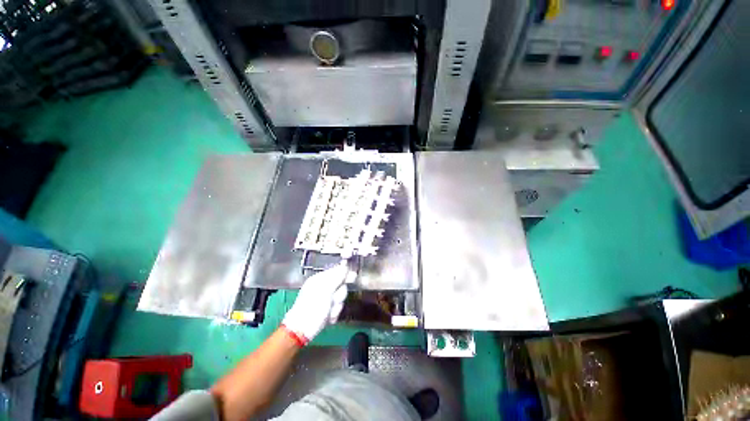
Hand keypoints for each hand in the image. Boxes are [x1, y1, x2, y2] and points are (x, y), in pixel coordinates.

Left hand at [282, 264, 352, 343]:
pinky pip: (337, 308)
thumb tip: (345, 267)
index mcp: (319, 279)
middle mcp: (322, 287)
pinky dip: (334, 313)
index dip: (345, 274)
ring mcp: (325, 299)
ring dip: (336, 305)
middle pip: (341, 285)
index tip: (351, 278)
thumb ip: (336, 278)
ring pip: (340, 298)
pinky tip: (328, 317)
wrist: (301, 331)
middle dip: (339, 294)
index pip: (336, 271)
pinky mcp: (327, 310)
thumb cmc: (311, 308)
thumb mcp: (325, 290)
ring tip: (329, 311)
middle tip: (333, 300)